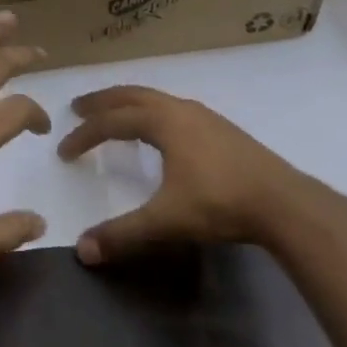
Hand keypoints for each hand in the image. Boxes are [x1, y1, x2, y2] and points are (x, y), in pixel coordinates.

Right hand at [58, 86, 346, 264]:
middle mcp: (180, 110)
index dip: (84, 135)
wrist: (283, 202)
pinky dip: (153, 112)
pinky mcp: (222, 128)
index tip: (64, 150)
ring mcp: (204, 116)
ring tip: (115, 115)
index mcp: (162, 122)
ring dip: (129, 103)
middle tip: (78, 107)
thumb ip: (123, 234)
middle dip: (103, 101)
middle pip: (132, 95)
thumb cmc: (220, 203)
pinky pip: (174, 109)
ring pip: (157, 99)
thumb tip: (82, 250)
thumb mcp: (166, 220)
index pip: (112, 122)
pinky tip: (160, 132)